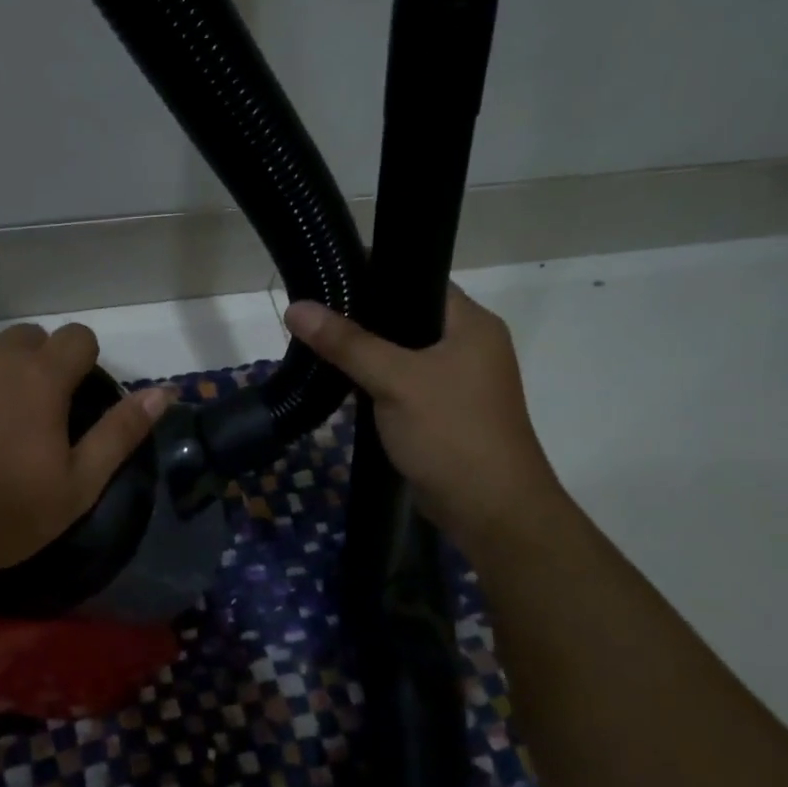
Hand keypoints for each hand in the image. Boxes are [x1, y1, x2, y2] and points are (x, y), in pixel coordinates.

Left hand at [0, 322, 169, 594]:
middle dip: (32, 367)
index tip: (71, 399)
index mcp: (39, 377)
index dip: (81, 363)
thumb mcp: (77, 485)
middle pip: (25, 340)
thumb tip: (164, 391)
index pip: (77, 337)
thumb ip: (121, 433)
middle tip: (22, 419)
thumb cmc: (1, 514)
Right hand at [284, 285, 560, 544]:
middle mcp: (470, 346)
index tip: (328, 279)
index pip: (420, 280)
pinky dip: (376, 382)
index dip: (376, 276)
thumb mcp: (395, 381)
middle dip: (362, 319)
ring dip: (367, 354)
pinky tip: (342, 383)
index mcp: (472, 324)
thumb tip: (296, 307)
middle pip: (407, 318)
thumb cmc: (450, 432)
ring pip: (403, 354)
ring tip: (318, 343)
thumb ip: (346, 343)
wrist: (490, 510)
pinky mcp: (443, 412)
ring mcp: (458, 382)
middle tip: (314, 315)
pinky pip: (403, 384)